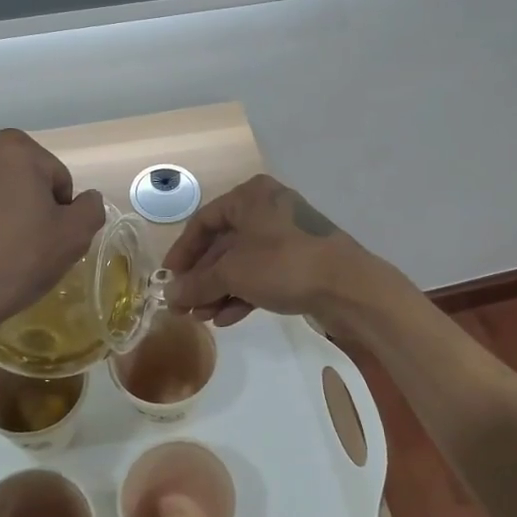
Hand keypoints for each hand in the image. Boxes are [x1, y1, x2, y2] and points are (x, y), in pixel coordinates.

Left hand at [0, 130, 105, 340]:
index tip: (50, 234)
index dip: (59, 207)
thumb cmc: (20, 258)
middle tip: (25, 236)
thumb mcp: (75, 235)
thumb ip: (90, 207)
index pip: (54, 175)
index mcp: (15, 148)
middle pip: (16, 171)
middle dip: (24, 195)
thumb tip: (85, 199)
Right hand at [161, 175, 379, 330]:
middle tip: (183, 306)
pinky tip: (226, 319)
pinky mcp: (301, 261)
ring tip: (202, 318)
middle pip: (223, 245)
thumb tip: (170, 296)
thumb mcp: (233, 273)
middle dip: (202, 278)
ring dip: (219, 290)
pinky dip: (243, 294)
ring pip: (243, 262)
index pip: (203, 221)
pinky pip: (262, 275)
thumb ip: (198, 284)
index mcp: (250, 197)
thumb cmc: (283, 264)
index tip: (168, 280)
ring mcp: (287, 236)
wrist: (348, 286)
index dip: (182, 252)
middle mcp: (267, 209)